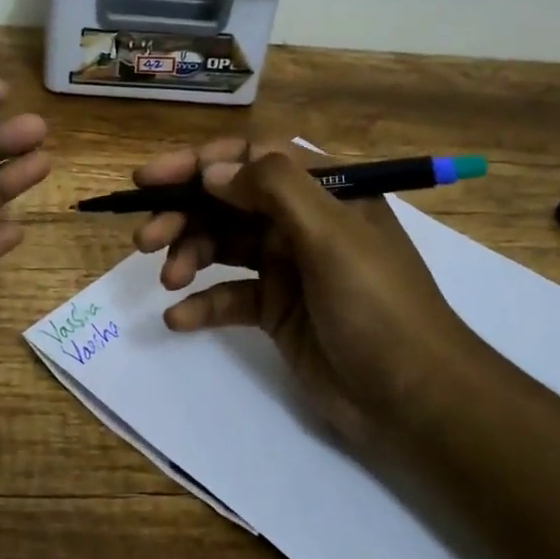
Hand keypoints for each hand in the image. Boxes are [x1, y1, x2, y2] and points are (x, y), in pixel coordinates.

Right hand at [132, 138, 484, 445]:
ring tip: (168, 280)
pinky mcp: (276, 309)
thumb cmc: (378, 307)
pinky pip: (229, 296)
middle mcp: (302, 221)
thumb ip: (273, 190)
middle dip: (183, 214)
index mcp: (324, 191)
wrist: (414, 401)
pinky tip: (178, 318)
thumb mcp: (332, 237)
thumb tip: (211, 169)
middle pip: (227, 202)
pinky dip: (202, 303)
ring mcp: (288, 267)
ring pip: (222, 245)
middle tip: (145, 238)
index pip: (251, 157)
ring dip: (189, 256)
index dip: (199, 163)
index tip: (152, 180)